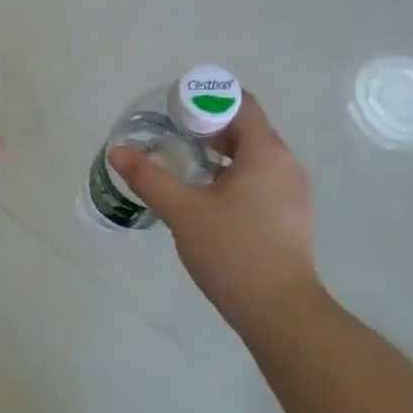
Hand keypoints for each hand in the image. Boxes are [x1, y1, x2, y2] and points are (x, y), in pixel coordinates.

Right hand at [108, 93, 318, 335]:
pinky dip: (234, 176)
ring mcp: (294, 191)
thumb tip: (118, 152)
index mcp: (266, 152)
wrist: (281, 313)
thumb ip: (149, 177)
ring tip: (185, 167)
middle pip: (246, 128)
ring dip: (220, 154)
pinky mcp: (292, 214)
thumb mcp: (183, 211)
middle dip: (208, 128)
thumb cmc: (233, 252)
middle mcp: (286, 163)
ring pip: (254, 155)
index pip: (241, 103)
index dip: (206, 100)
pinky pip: (262, 178)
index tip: (175, 113)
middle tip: (172, 139)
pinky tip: (209, 199)